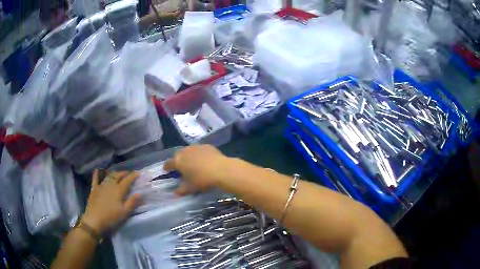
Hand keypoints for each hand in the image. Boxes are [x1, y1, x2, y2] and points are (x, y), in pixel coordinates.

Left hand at [81, 171, 140, 234]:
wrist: (94, 220)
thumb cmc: (111, 218)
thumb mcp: (124, 213)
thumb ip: (132, 202)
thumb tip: (140, 193)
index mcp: (119, 190)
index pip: (127, 180)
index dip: (133, 176)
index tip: (138, 173)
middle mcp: (110, 185)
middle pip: (118, 176)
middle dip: (124, 173)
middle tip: (129, 173)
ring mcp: (101, 186)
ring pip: (108, 176)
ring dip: (114, 173)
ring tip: (118, 174)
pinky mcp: (94, 189)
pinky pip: (95, 179)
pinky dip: (97, 174)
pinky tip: (97, 170)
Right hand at [164, 145, 228, 195]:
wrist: (220, 169)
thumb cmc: (202, 179)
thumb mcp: (190, 187)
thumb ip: (181, 190)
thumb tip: (175, 193)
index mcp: (178, 161)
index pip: (168, 163)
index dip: (167, 167)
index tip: (167, 171)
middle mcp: (185, 151)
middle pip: (178, 155)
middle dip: (178, 161)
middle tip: (181, 168)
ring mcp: (196, 147)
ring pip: (188, 151)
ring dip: (188, 156)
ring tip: (193, 164)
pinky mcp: (206, 146)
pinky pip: (199, 150)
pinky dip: (199, 154)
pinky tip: (204, 160)